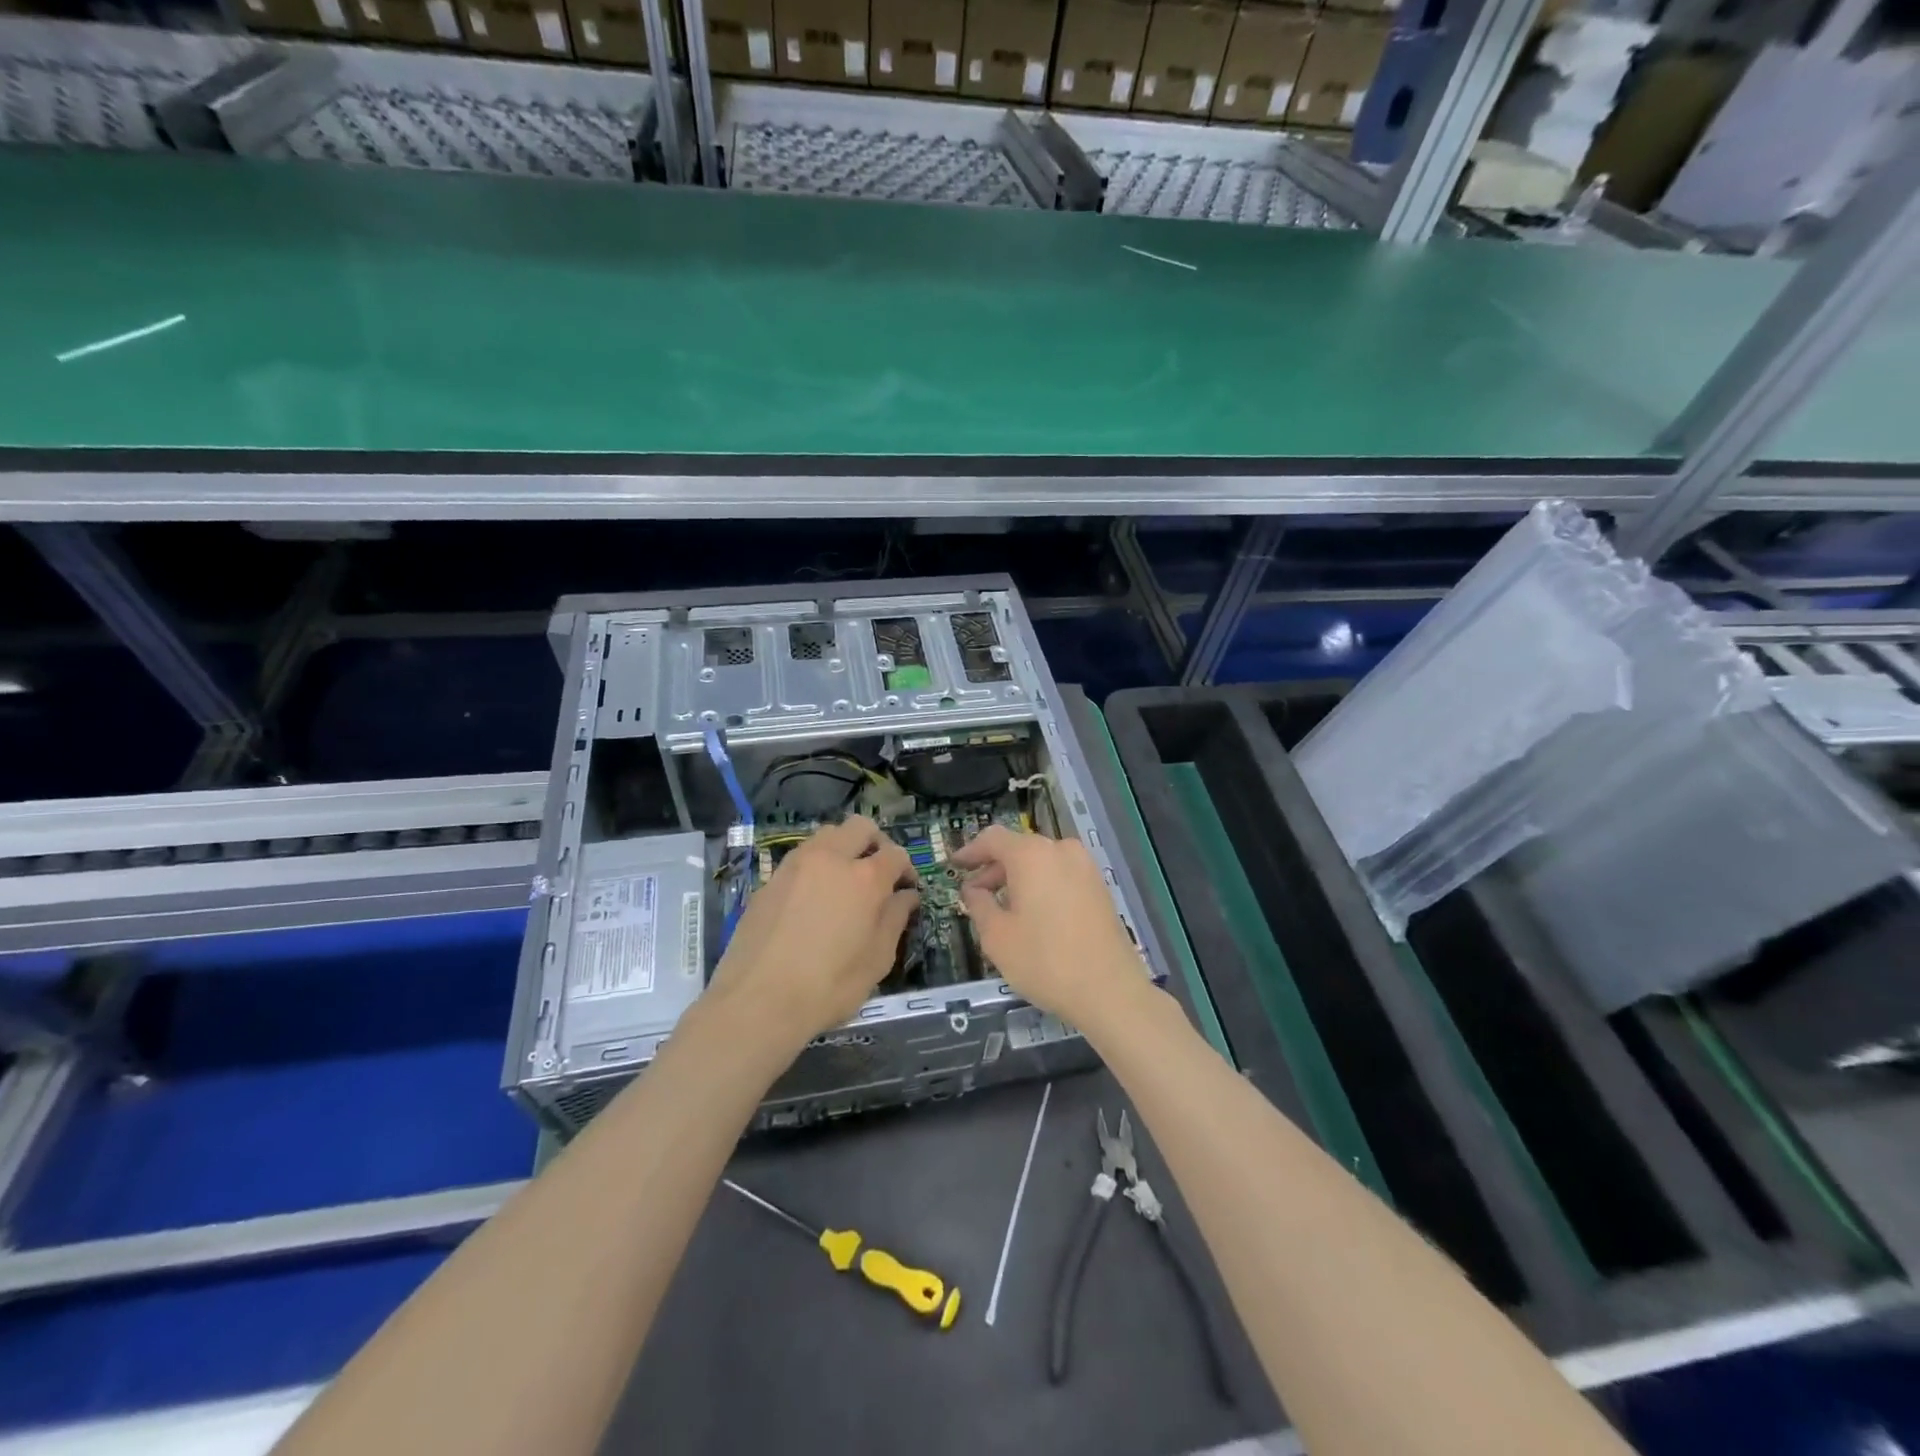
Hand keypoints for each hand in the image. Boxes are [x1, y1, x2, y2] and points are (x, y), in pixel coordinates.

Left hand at [706, 816, 918, 1046]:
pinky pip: (801, 858)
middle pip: (859, 827)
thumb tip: (906, 896)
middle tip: (877, 872)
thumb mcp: (877, 960)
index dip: (906, 869)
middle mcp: (831, 859)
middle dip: (875, 843)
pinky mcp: (770, 879)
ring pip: (827, 835)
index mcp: (865, 878)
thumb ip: (895, 919)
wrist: (757, 1001)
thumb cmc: (829, 986)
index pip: (896, 854)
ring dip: (842, 848)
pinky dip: (815, 866)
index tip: (906, 889)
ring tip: (843, 881)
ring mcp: (796, 865)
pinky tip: (813, 899)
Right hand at [952, 826, 1140, 1026]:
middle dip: (994, 868)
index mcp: (1032, 855)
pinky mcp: (1099, 887)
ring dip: (1018, 878)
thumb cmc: (1044, 960)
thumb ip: (979, 905)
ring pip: (1041, 862)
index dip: (971, 851)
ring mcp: (1085, 867)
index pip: (993, 839)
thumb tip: (973, 890)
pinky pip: (1061, 875)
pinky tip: (1033, 914)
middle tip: (975, 894)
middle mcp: (1060, 850)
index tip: (955, 865)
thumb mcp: (997, 936)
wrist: (1110, 990)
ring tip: (1002, 908)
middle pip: (1019, 849)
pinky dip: (1041, 885)